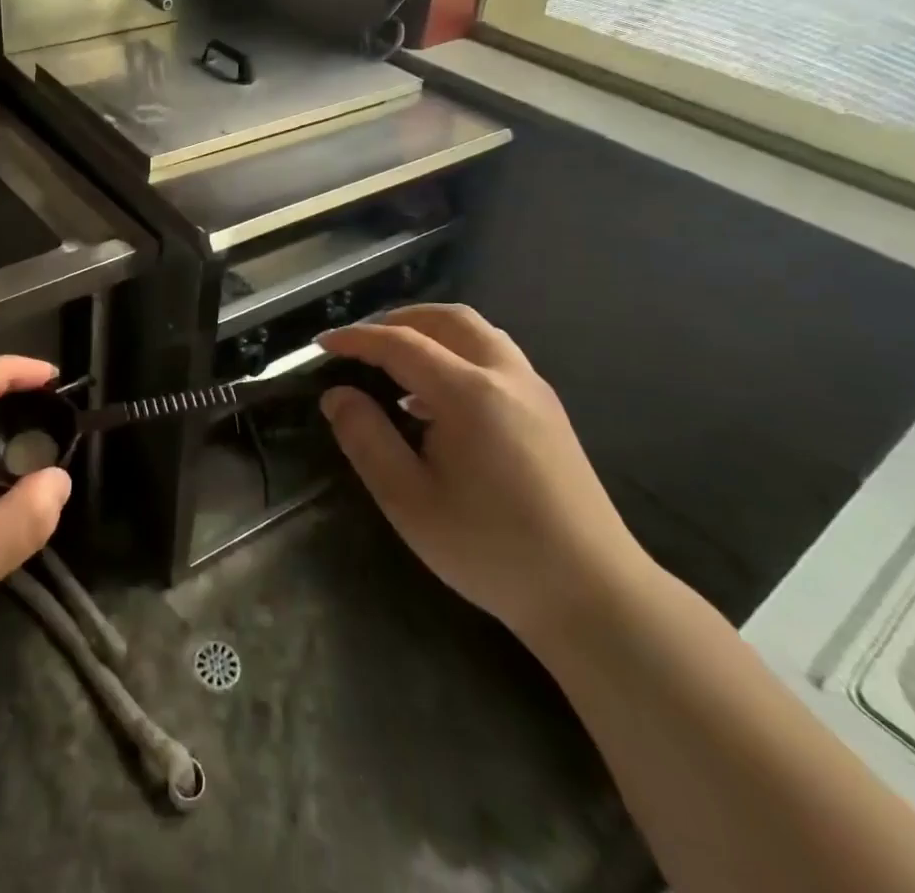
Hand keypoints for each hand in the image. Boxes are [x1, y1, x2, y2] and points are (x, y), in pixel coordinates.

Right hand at [318, 305, 652, 646]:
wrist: (593, 595)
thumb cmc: (490, 548)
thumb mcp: (408, 500)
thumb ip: (366, 438)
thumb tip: (336, 395)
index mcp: (469, 393)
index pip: (400, 344)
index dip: (356, 339)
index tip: (322, 344)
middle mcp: (506, 376)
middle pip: (447, 319)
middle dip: (398, 320)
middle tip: (362, 345)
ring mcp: (535, 392)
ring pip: (477, 333)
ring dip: (431, 333)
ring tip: (396, 363)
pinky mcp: (549, 412)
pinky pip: (495, 356)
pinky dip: (457, 353)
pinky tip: (437, 398)